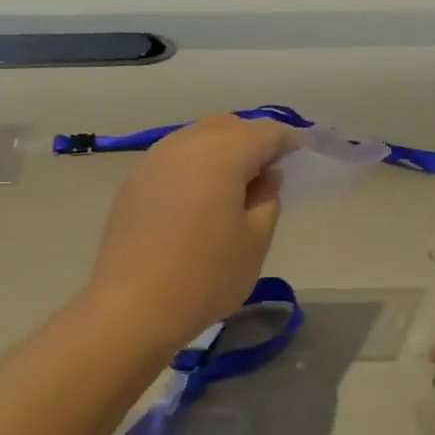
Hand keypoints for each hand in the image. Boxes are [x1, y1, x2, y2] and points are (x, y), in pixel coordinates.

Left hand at [86, 114, 301, 350]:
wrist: (131, 308)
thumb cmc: (205, 276)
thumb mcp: (255, 241)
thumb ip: (268, 198)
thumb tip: (265, 175)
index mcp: (221, 153)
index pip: (265, 131)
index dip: (289, 141)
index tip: (303, 156)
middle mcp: (185, 144)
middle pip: (228, 126)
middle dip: (253, 140)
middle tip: (271, 170)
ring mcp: (153, 160)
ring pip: (197, 138)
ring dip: (222, 150)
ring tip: (236, 183)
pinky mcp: (134, 182)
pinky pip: (174, 158)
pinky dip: (196, 165)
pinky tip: (201, 197)